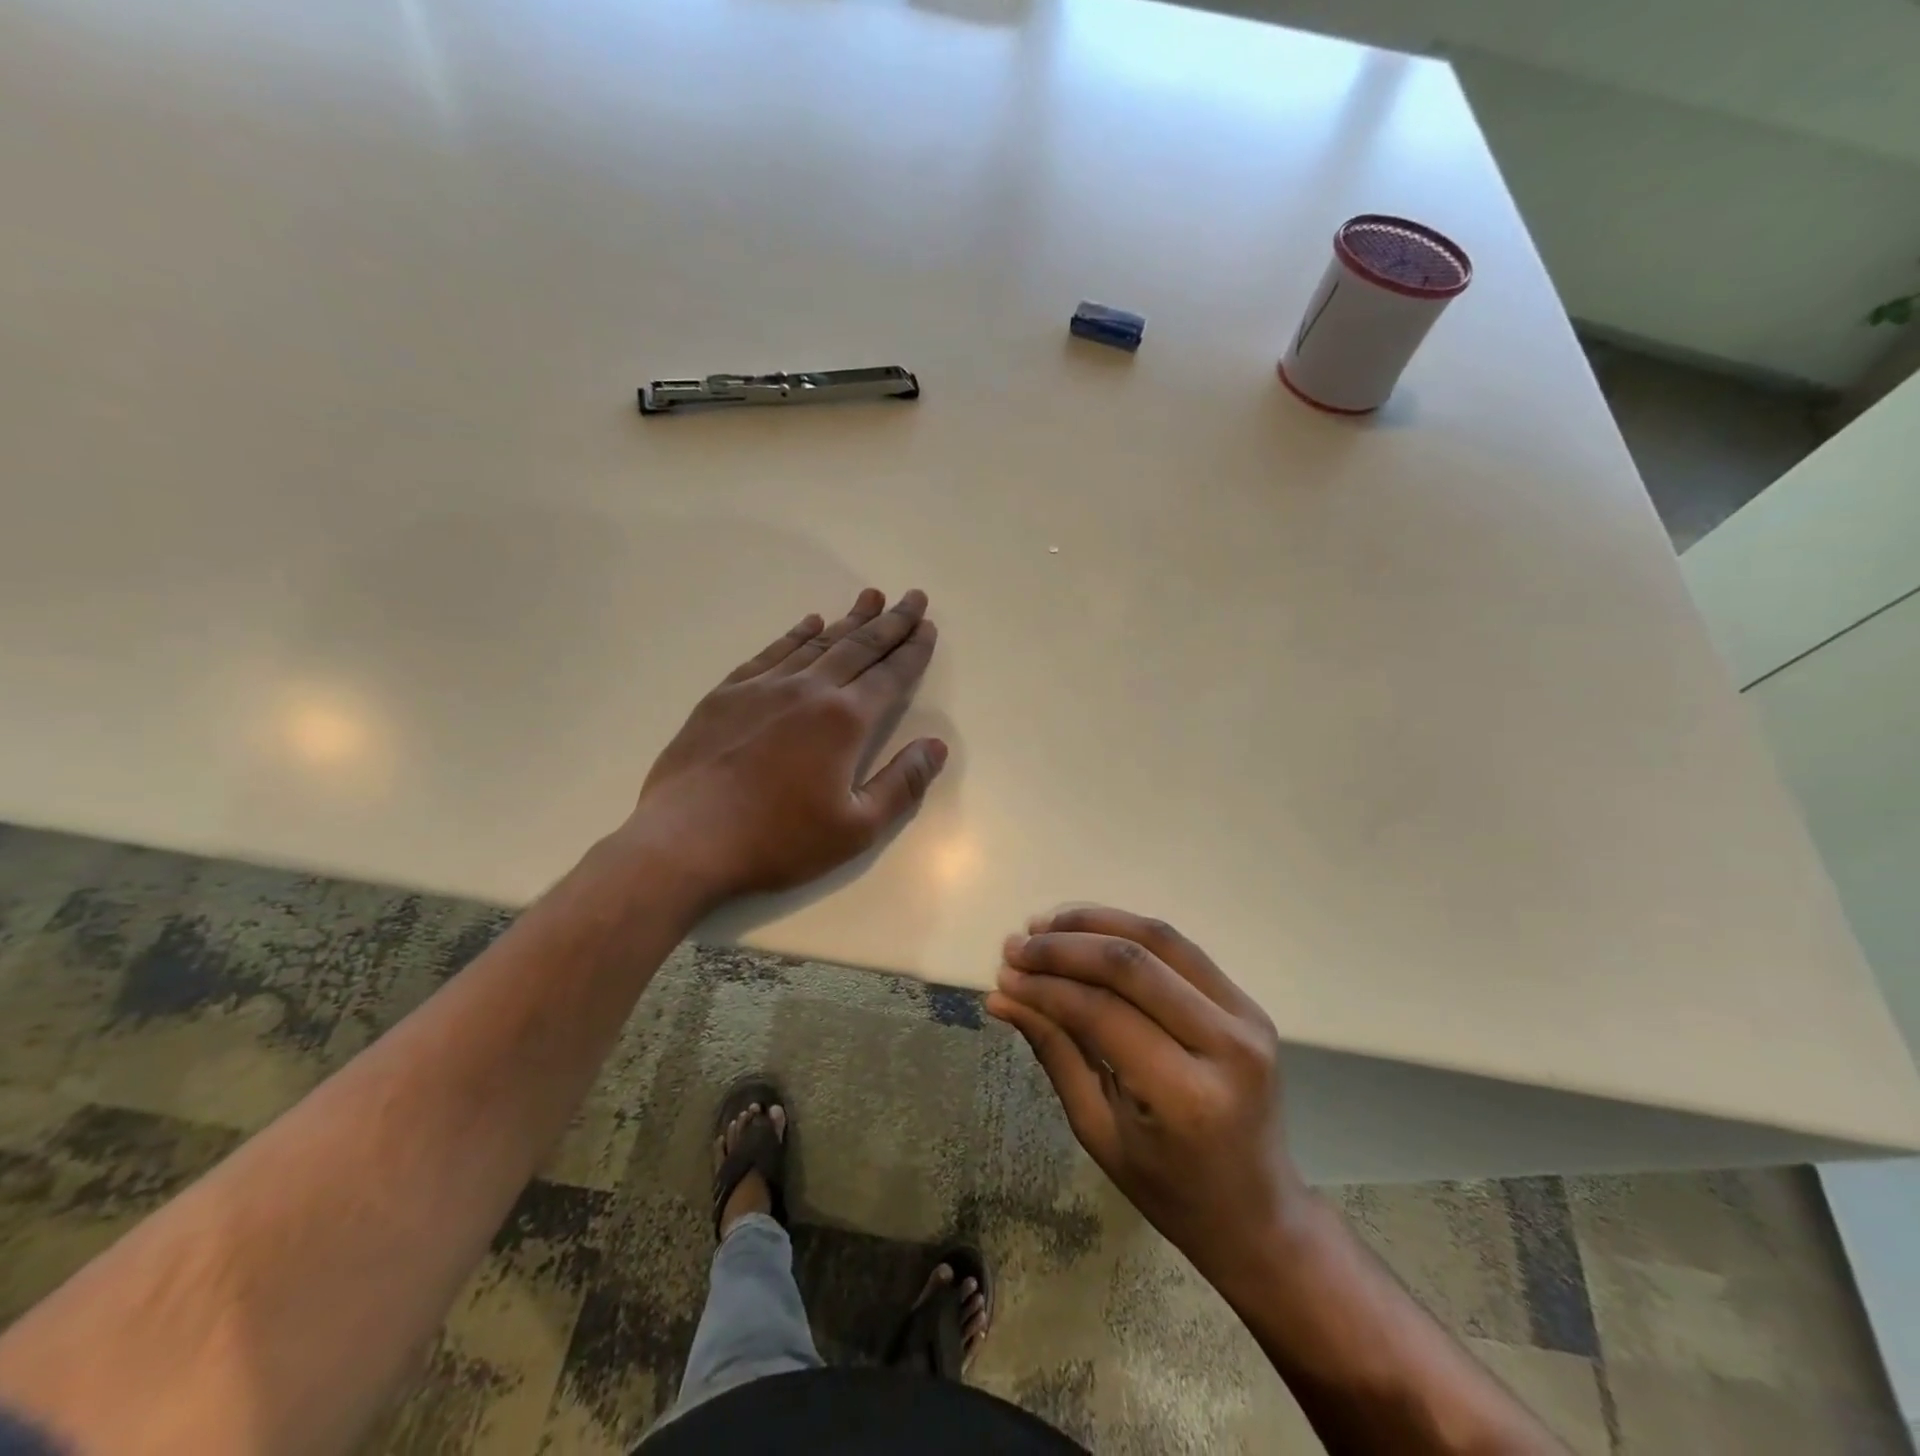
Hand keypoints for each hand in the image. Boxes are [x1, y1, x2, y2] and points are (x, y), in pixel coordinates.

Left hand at [625, 588, 947, 904]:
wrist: (686, 840)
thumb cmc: (778, 840)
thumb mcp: (856, 828)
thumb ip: (902, 784)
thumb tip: (936, 746)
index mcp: (844, 722)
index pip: (889, 676)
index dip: (913, 651)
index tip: (928, 627)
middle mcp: (808, 691)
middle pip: (858, 647)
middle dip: (890, 622)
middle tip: (912, 597)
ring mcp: (763, 688)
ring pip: (816, 643)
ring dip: (848, 620)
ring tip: (870, 598)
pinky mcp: (726, 695)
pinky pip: (771, 653)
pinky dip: (796, 635)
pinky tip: (808, 623)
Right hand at [986, 908, 1302, 1280]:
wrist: (1259, 1211)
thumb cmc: (1170, 1189)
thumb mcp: (1099, 1131)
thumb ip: (1055, 1052)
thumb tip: (1002, 997)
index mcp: (1187, 1097)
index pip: (1102, 1013)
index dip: (1046, 986)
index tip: (1004, 976)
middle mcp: (1226, 1046)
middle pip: (1132, 964)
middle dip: (1064, 946)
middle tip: (1017, 944)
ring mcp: (1247, 1017)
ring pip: (1159, 939)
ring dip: (1095, 923)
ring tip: (1045, 924)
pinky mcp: (1249, 1003)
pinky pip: (1180, 948)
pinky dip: (1128, 930)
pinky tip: (1088, 931)